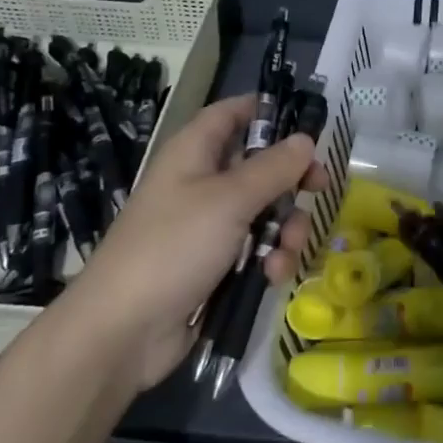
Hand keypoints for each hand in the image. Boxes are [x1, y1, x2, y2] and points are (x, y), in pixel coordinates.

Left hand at [62, 94, 324, 387]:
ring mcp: (207, 226)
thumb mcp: (230, 199)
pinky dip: (269, 258)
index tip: (306, 124)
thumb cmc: (174, 247)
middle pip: (258, 165)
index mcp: (194, 152)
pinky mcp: (214, 265)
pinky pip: (254, 249)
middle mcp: (201, 183)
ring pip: (264, 211)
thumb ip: (274, 168)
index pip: (232, 113)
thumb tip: (305, 139)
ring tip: (286, 249)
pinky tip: (272, 275)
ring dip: (284, 228)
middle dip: (291, 180)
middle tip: (318, 187)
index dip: (266, 112)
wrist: (123, 331)